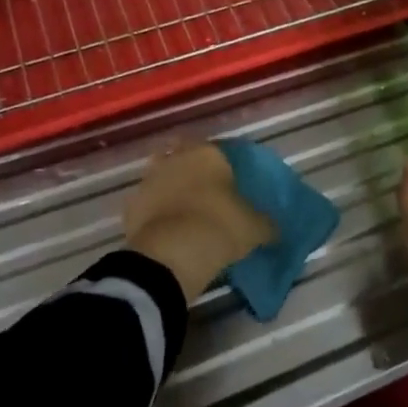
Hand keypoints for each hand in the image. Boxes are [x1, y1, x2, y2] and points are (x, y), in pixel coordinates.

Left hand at [123, 142, 275, 300]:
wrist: (169, 256)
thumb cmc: (219, 227)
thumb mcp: (254, 228)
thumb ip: (267, 224)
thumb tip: (276, 229)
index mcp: (209, 153)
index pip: (219, 149)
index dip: (225, 164)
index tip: (232, 181)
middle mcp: (177, 158)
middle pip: (185, 156)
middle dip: (193, 169)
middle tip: (207, 192)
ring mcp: (150, 180)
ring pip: (162, 176)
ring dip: (171, 188)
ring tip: (185, 211)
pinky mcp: (131, 206)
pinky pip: (148, 204)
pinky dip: (155, 212)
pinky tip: (167, 229)